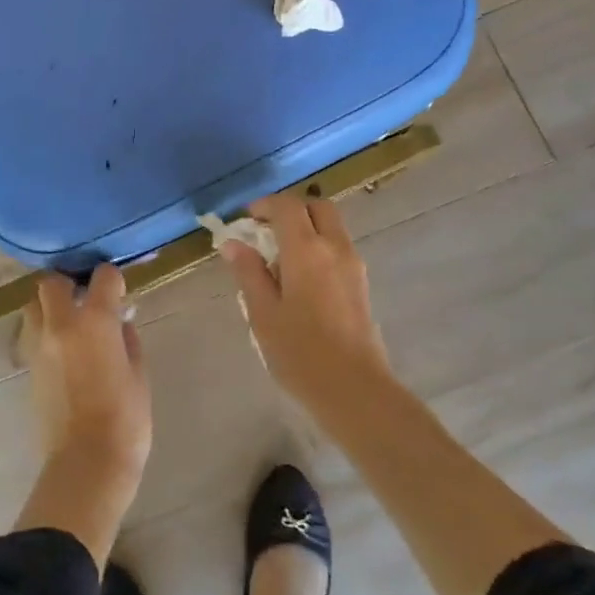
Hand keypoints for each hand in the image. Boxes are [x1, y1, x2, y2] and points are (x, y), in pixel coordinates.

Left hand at [24, 265, 152, 481]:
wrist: (87, 462)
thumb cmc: (125, 419)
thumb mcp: (138, 374)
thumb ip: (127, 340)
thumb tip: (119, 323)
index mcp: (95, 321)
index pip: (102, 277)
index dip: (113, 279)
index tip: (120, 292)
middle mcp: (61, 325)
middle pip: (51, 282)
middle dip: (68, 283)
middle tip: (86, 299)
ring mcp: (39, 346)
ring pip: (33, 306)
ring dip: (49, 306)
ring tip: (71, 323)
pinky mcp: (29, 368)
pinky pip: (32, 335)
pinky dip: (46, 333)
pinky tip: (65, 351)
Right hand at [219, 193, 393, 405]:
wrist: (354, 389)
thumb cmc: (300, 352)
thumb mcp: (263, 312)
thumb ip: (248, 272)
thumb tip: (233, 243)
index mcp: (307, 250)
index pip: (287, 206)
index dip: (264, 205)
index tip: (246, 220)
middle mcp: (335, 248)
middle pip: (317, 207)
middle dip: (291, 211)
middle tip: (266, 232)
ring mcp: (353, 265)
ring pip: (330, 227)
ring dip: (306, 229)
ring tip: (279, 260)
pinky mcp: (360, 284)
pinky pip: (338, 248)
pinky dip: (318, 247)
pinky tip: (299, 280)